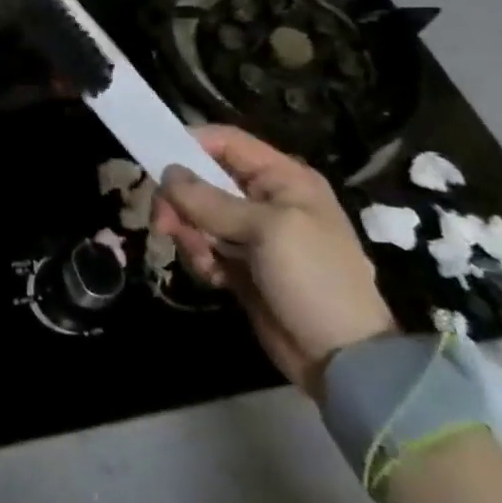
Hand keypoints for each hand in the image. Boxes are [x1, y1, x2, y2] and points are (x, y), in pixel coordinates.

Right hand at [152, 126, 394, 396]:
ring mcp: (252, 233)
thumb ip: (211, 201)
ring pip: (198, 214)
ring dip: (190, 233)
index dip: (190, 144)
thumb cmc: (314, 278)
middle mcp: (265, 198)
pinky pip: (204, 245)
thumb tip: (167, 173)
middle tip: (164, 223)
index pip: (226, 141)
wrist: (344, 360)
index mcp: (283, 178)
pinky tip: (215, 278)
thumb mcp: (266, 230)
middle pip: (203, 178)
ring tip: (202, 259)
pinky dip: (201, 258)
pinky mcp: (241, 264)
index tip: (157, 164)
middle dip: (181, 200)